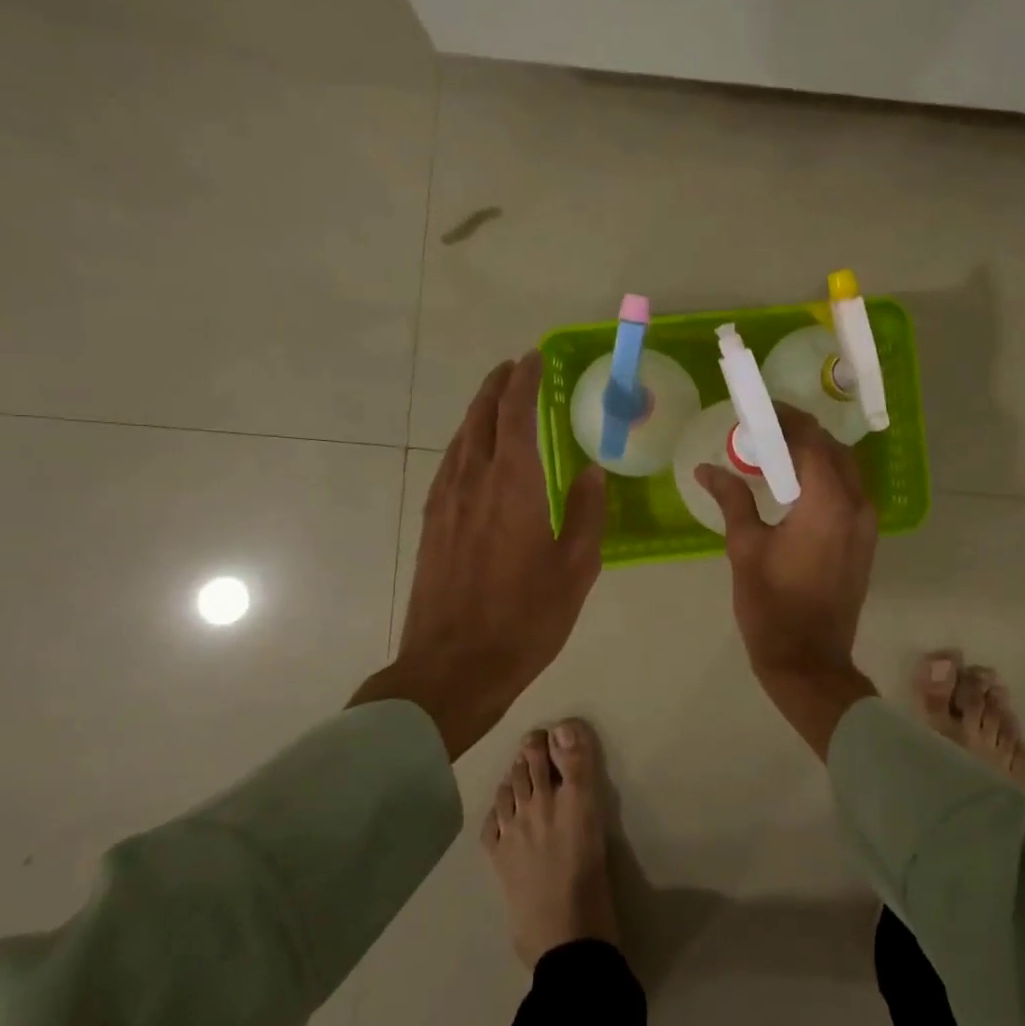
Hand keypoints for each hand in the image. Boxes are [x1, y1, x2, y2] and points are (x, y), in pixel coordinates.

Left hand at [353, 354, 606, 757]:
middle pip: (481, 419)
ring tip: (495, 400)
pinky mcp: (432, 524)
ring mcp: (446, 502)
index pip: (516, 415)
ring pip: (460, 440)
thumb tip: (592, 470)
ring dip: (478, 413)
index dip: (524, 381)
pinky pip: (449, 465)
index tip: (533, 358)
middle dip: (496, 388)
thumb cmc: (526, 618)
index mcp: (514, 486)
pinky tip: (472, 453)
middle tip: (513, 367)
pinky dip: (465, 444)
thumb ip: (588, 513)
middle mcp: (474, 482)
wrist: (454, 666)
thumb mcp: (576, 568)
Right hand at [695, 404, 878, 756]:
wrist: (809, 661)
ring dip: (816, 456)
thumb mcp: (745, 548)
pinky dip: (826, 479)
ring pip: (846, 471)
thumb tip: (707, 468)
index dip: (787, 419)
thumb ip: (731, 499)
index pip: (811, 440)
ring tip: (777, 456)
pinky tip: (795, 489)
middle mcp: (856, 505)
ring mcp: (867, 525)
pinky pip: (849, 494)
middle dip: (802, 434)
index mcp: (827, 502)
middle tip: (764, 432)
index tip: (760, 410)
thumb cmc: (771, 605)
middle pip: (833, 450)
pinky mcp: (865, 542)